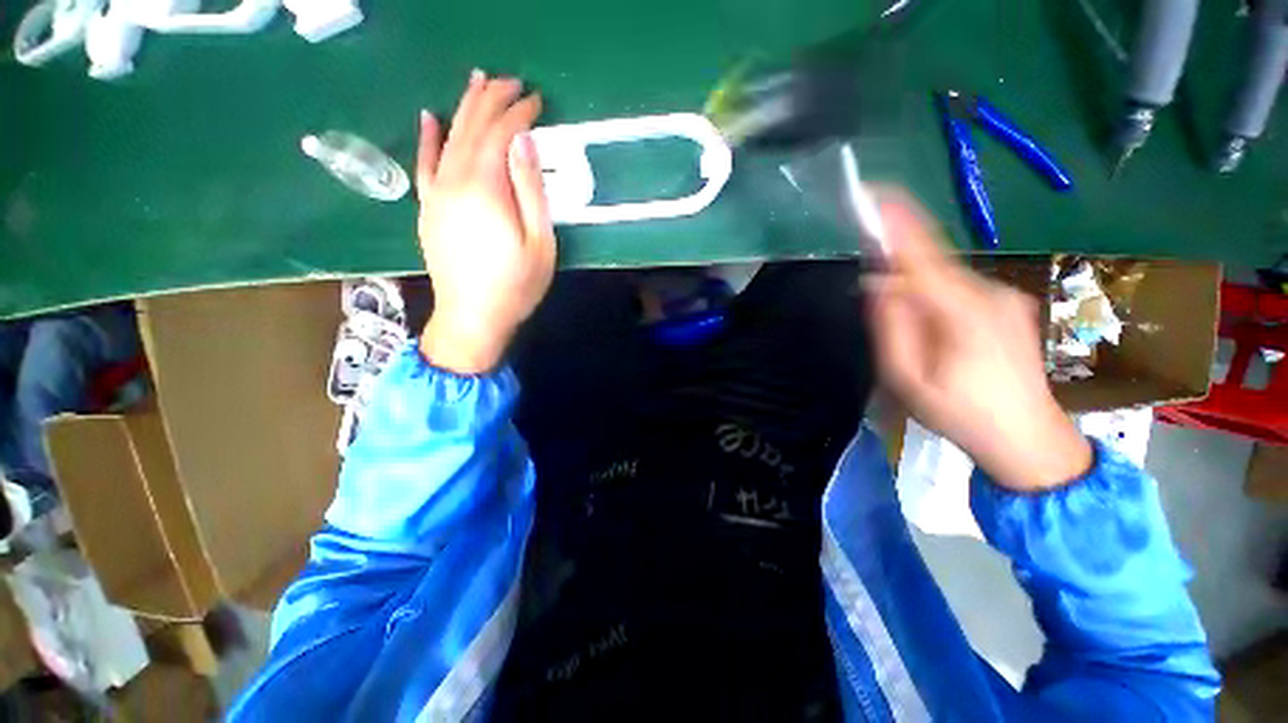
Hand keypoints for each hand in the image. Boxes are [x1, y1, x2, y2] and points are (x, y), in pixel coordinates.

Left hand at [416, 70, 555, 374]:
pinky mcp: (428, 208)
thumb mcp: (539, 243)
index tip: (537, 100)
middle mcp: (455, 181)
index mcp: (486, 189)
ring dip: (464, 108)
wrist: (472, 317)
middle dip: (492, 100)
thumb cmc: (516, 285)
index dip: (519, 113)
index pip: (500, 134)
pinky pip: (424, 164)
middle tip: (510, 81)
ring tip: (478, 83)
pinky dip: (427, 138)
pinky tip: (429, 117)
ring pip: (448, 137)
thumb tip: (524, 143)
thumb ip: (531, 191)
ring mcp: (436, 193)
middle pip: (472, 128)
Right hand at [866, 197, 1090, 491]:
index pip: (923, 255)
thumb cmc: (960, 414)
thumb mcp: (906, 378)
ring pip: (944, 279)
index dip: (898, 224)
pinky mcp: (1009, 305)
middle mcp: (990, 293)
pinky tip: (938, 339)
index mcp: (964, 313)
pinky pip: (958, 290)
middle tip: (879, 303)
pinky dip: (935, 300)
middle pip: (932, 265)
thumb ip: (891, 326)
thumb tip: (879, 283)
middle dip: (898, 271)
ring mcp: (1005, 297)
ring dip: (916, 294)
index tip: (876, 196)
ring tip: (915, 341)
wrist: (1029, 441)